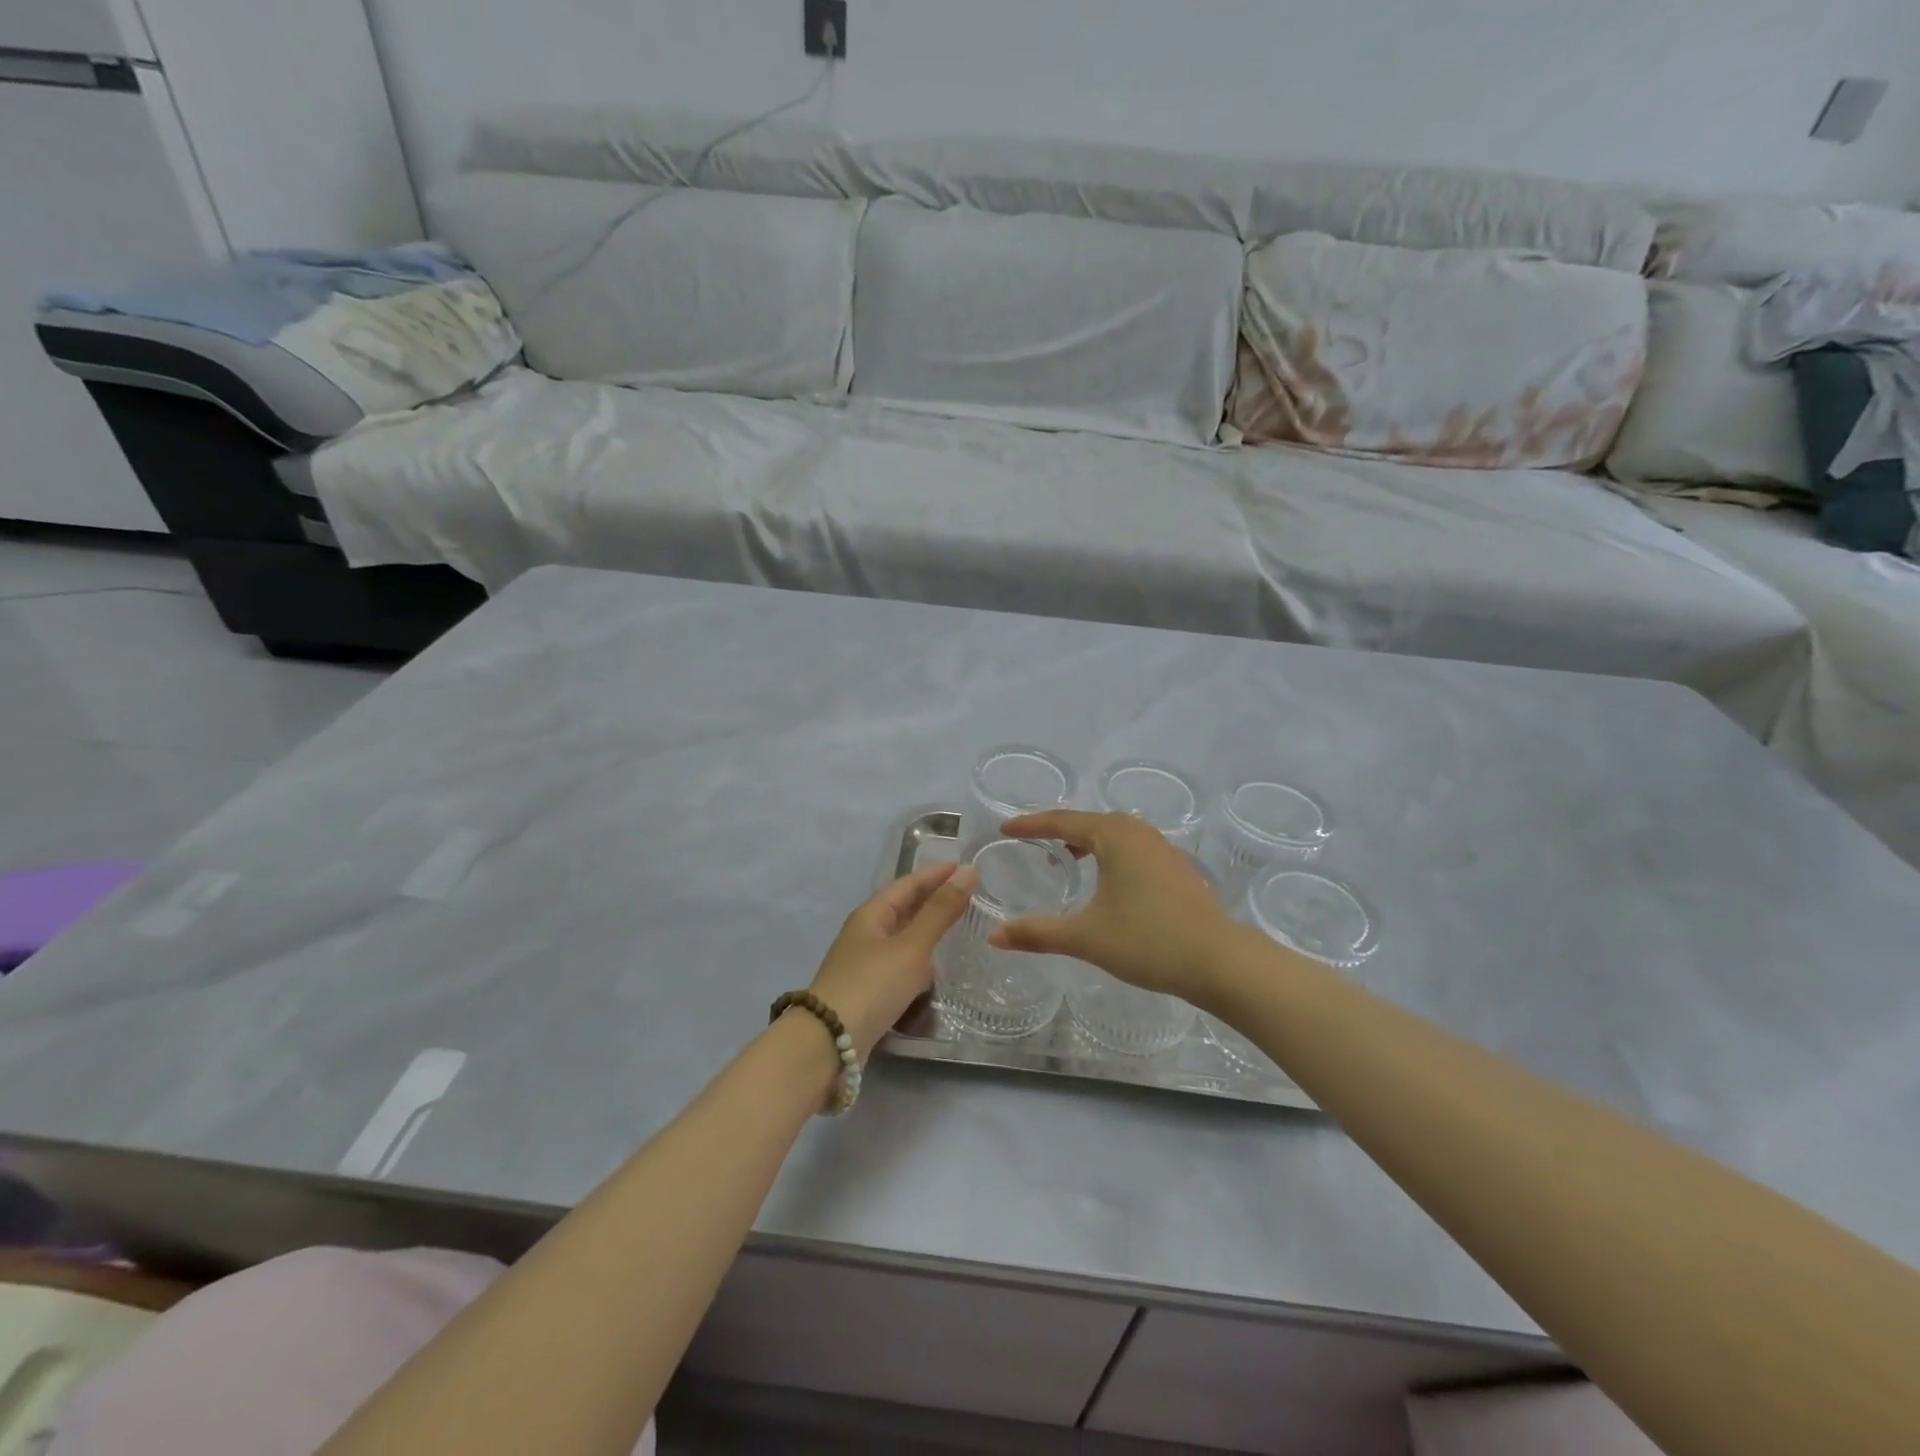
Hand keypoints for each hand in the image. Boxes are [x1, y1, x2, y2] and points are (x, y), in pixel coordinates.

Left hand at [808, 861, 977, 1057]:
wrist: (830, 1043)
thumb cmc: (872, 985)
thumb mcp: (911, 946)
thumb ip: (940, 911)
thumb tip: (968, 872)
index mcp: (871, 915)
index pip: (908, 884)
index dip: (936, 874)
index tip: (966, 867)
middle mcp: (866, 934)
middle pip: (904, 908)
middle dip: (933, 899)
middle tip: (969, 895)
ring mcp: (865, 964)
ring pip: (902, 937)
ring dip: (928, 930)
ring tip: (959, 928)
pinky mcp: (869, 992)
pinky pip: (901, 965)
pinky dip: (921, 960)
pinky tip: (937, 970)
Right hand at [989, 811, 1245, 1004]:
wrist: (1219, 961)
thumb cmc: (1148, 941)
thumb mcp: (1086, 937)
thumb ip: (1037, 933)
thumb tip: (993, 936)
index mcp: (1114, 835)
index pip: (1061, 822)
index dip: (1030, 825)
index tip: (1005, 829)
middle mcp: (1138, 832)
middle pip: (1088, 821)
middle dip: (1058, 829)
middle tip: (1031, 841)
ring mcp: (1162, 848)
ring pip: (1113, 834)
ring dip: (1086, 841)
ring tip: (1065, 858)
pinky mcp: (1176, 867)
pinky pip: (1130, 848)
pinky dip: (1109, 853)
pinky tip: (1106, 879)